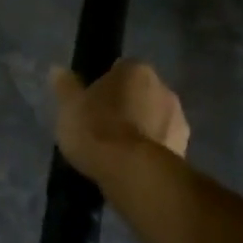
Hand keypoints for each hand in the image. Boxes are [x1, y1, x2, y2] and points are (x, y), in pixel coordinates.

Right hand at [51, 58, 189, 181]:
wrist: (132, 172)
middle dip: (126, 106)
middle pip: (139, 93)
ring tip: (117, 152)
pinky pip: (161, 144)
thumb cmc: (96, 129)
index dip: (104, 86)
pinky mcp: (185, 149)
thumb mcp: (69, 107)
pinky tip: (132, 166)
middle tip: (102, 127)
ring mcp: (178, 118)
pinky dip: (149, 151)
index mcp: (136, 69)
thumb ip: (66, 86)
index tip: (91, 104)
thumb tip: (58, 70)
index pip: (119, 70)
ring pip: (153, 118)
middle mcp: (163, 87)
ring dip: (140, 129)